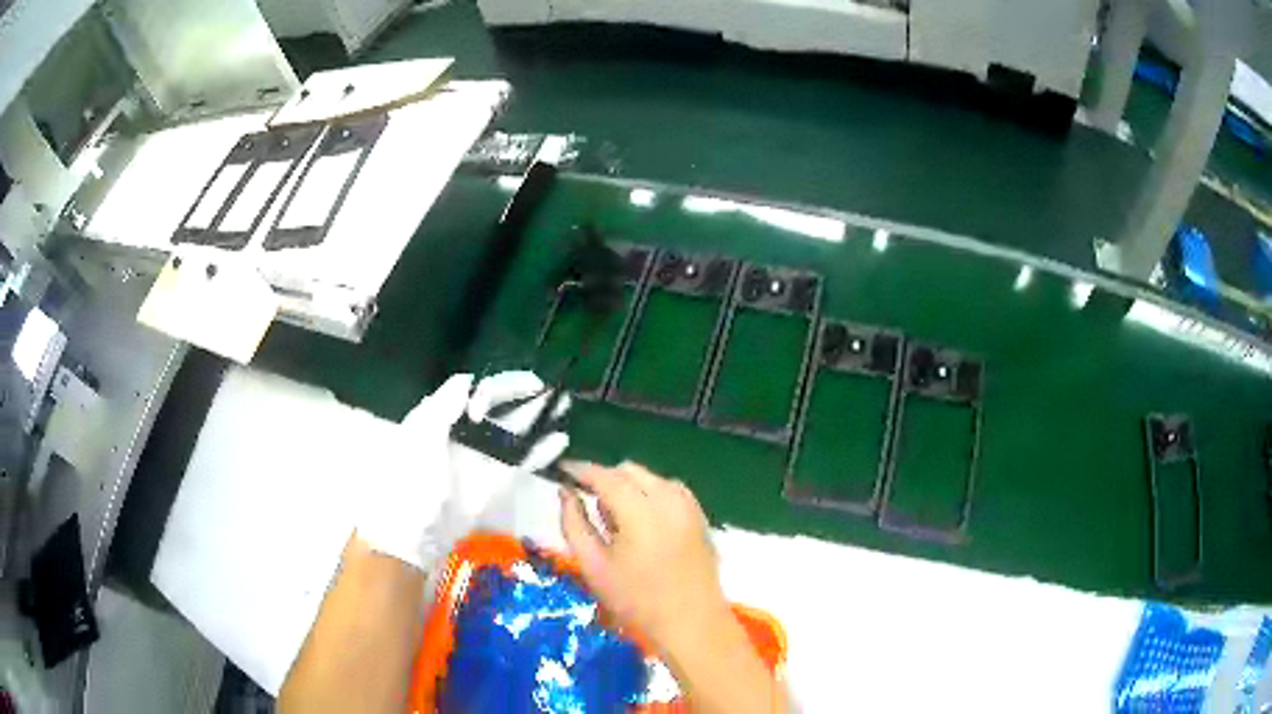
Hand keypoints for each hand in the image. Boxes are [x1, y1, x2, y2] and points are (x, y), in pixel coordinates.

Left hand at [356, 371, 569, 570]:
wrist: (412, 534)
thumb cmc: (409, 480)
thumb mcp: (419, 436)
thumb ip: (443, 406)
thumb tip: (468, 380)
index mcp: (438, 419)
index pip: (470, 392)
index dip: (491, 387)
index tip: (504, 393)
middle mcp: (461, 436)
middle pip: (495, 409)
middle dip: (521, 396)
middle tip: (547, 387)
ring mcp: (480, 461)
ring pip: (512, 433)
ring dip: (535, 419)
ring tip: (562, 404)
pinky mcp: (494, 484)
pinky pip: (519, 463)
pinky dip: (539, 453)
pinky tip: (560, 440)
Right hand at [558, 462, 730, 652]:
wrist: (692, 624)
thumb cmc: (636, 601)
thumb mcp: (593, 566)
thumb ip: (573, 523)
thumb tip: (565, 492)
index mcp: (641, 510)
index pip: (604, 475)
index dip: (580, 470)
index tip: (561, 471)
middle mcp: (668, 499)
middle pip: (629, 471)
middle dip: (604, 478)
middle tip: (586, 502)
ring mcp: (689, 506)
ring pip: (650, 478)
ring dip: (628, 486)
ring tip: (614, 520)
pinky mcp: (700, 516)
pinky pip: (668, 491)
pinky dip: (649, 495)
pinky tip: (641, 524)